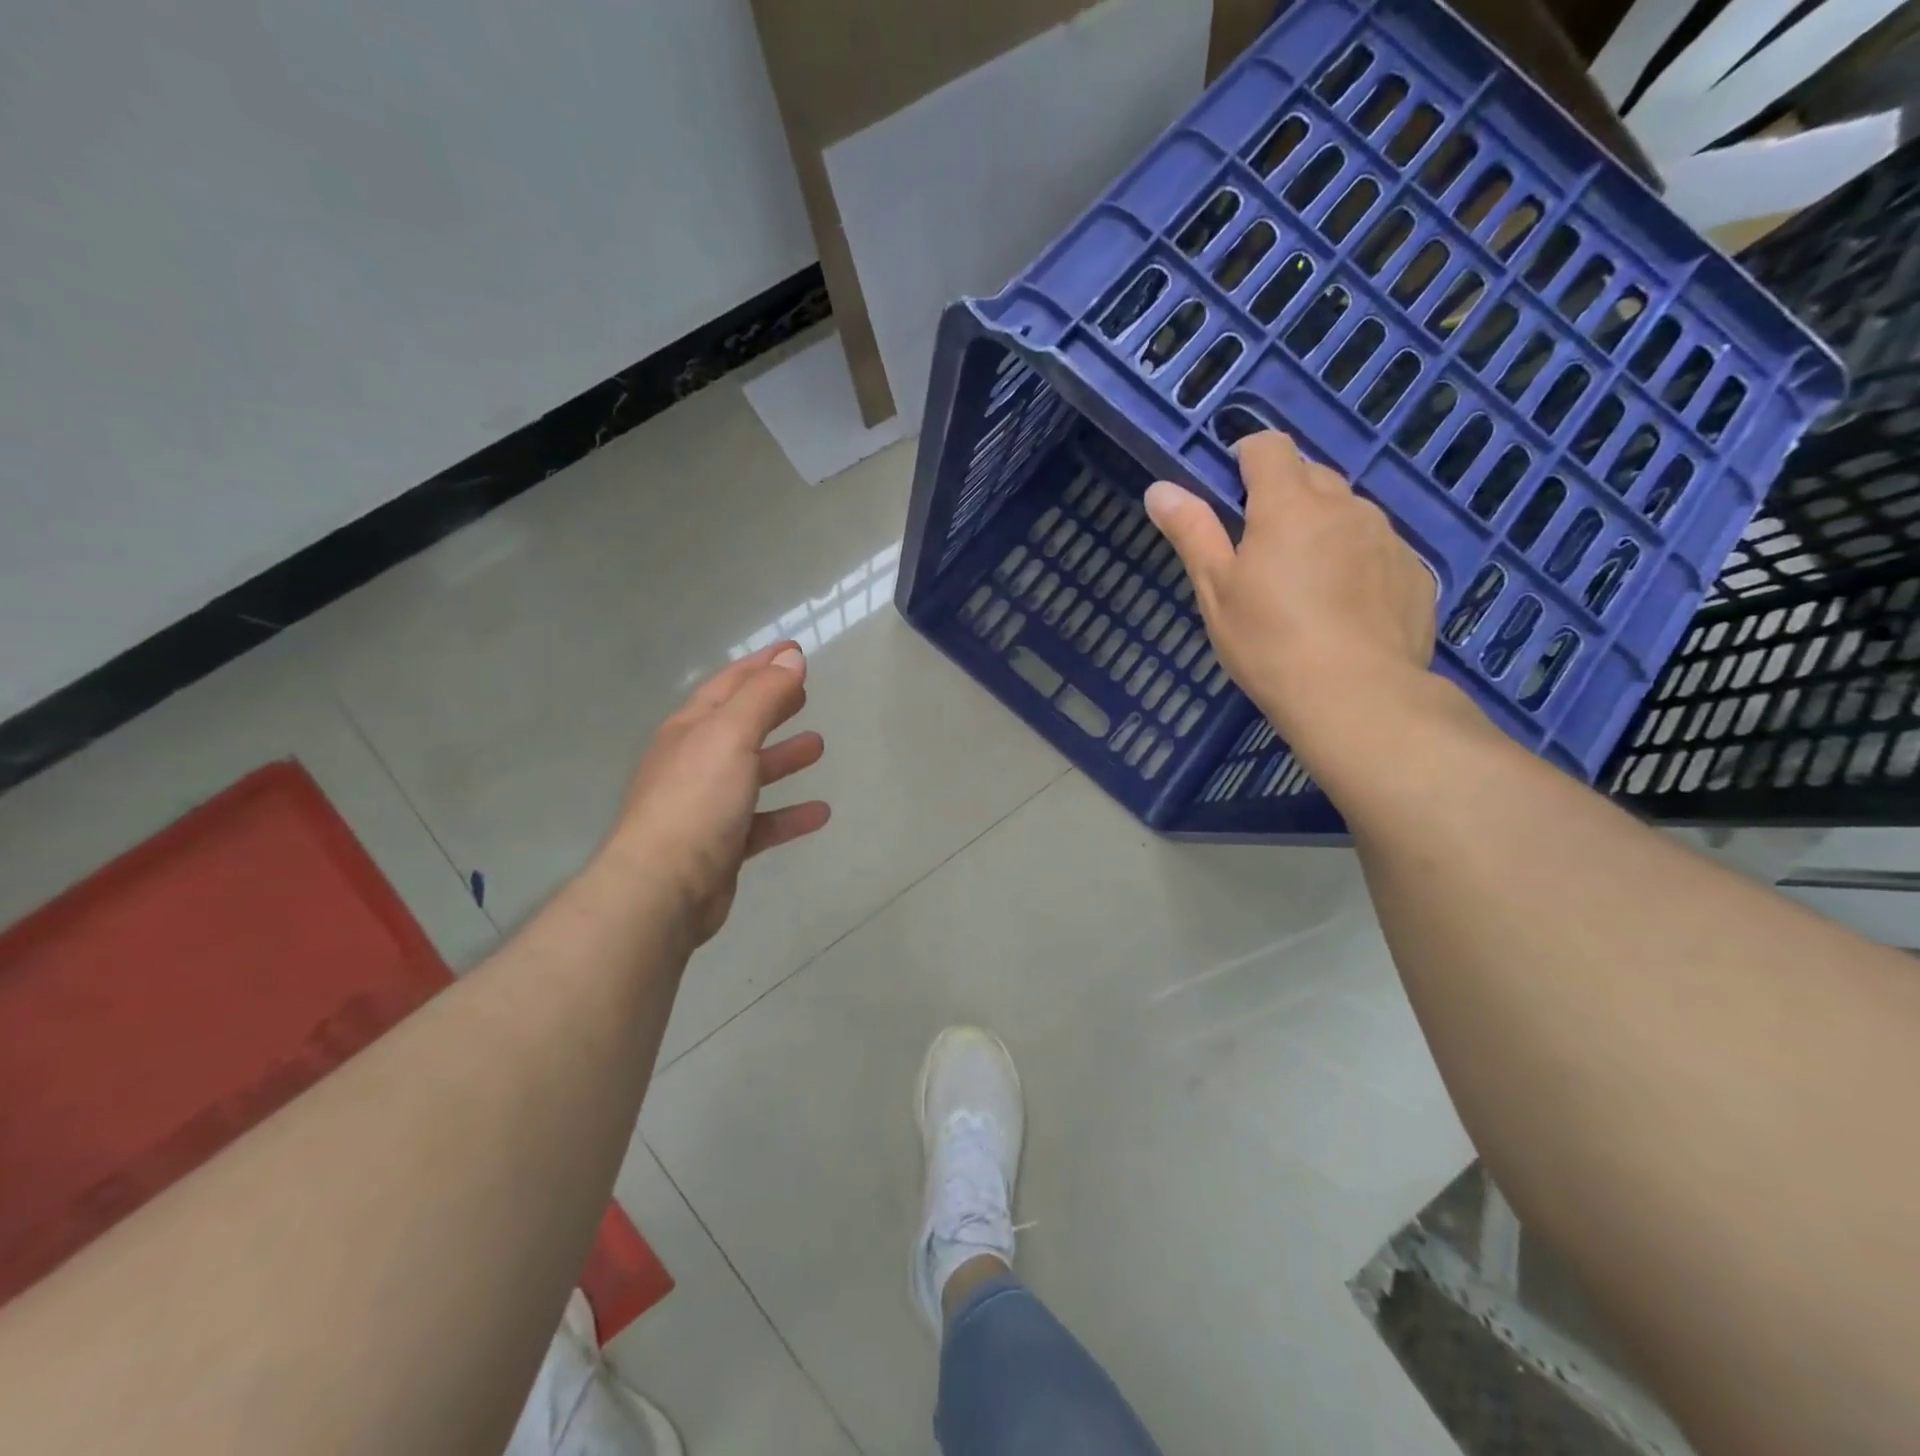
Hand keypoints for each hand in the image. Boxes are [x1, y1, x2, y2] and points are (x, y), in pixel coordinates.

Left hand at [604, 642, 829, 946]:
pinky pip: (762, 822)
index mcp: (691, 730)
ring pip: (751, 773)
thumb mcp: (731, 736)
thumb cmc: (697, 800)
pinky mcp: (721, 845)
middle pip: (740, 726)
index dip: (762, 665)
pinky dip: (789, 814)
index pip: (730, 684)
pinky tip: (820, 813)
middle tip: (805, 696)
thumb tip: (791, 657)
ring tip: (819, 747)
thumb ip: (763, 696)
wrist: (664, 888)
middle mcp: (694, 762)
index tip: (795, 650)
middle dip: (771, 707)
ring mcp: (706, 805)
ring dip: (783, 758)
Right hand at [1145, 431, 1435, 745]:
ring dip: (1323, 527)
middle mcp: (1344, 507)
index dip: (1247, 456)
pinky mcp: (1414, 572)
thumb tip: (1159, 488)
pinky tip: (1344, 608)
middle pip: (1312, 474)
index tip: (1232, 487)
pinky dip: (1357, 561)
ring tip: (1306, 582)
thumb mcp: (1216, 589)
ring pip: (1348, 512)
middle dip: (1284, 493)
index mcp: (1289, 505)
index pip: (1269, 447)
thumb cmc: (1269, 642)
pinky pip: (1378, 549)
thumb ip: (1191, 532)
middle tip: (1262, 545)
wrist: (1357, 697)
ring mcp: (1387, 538)